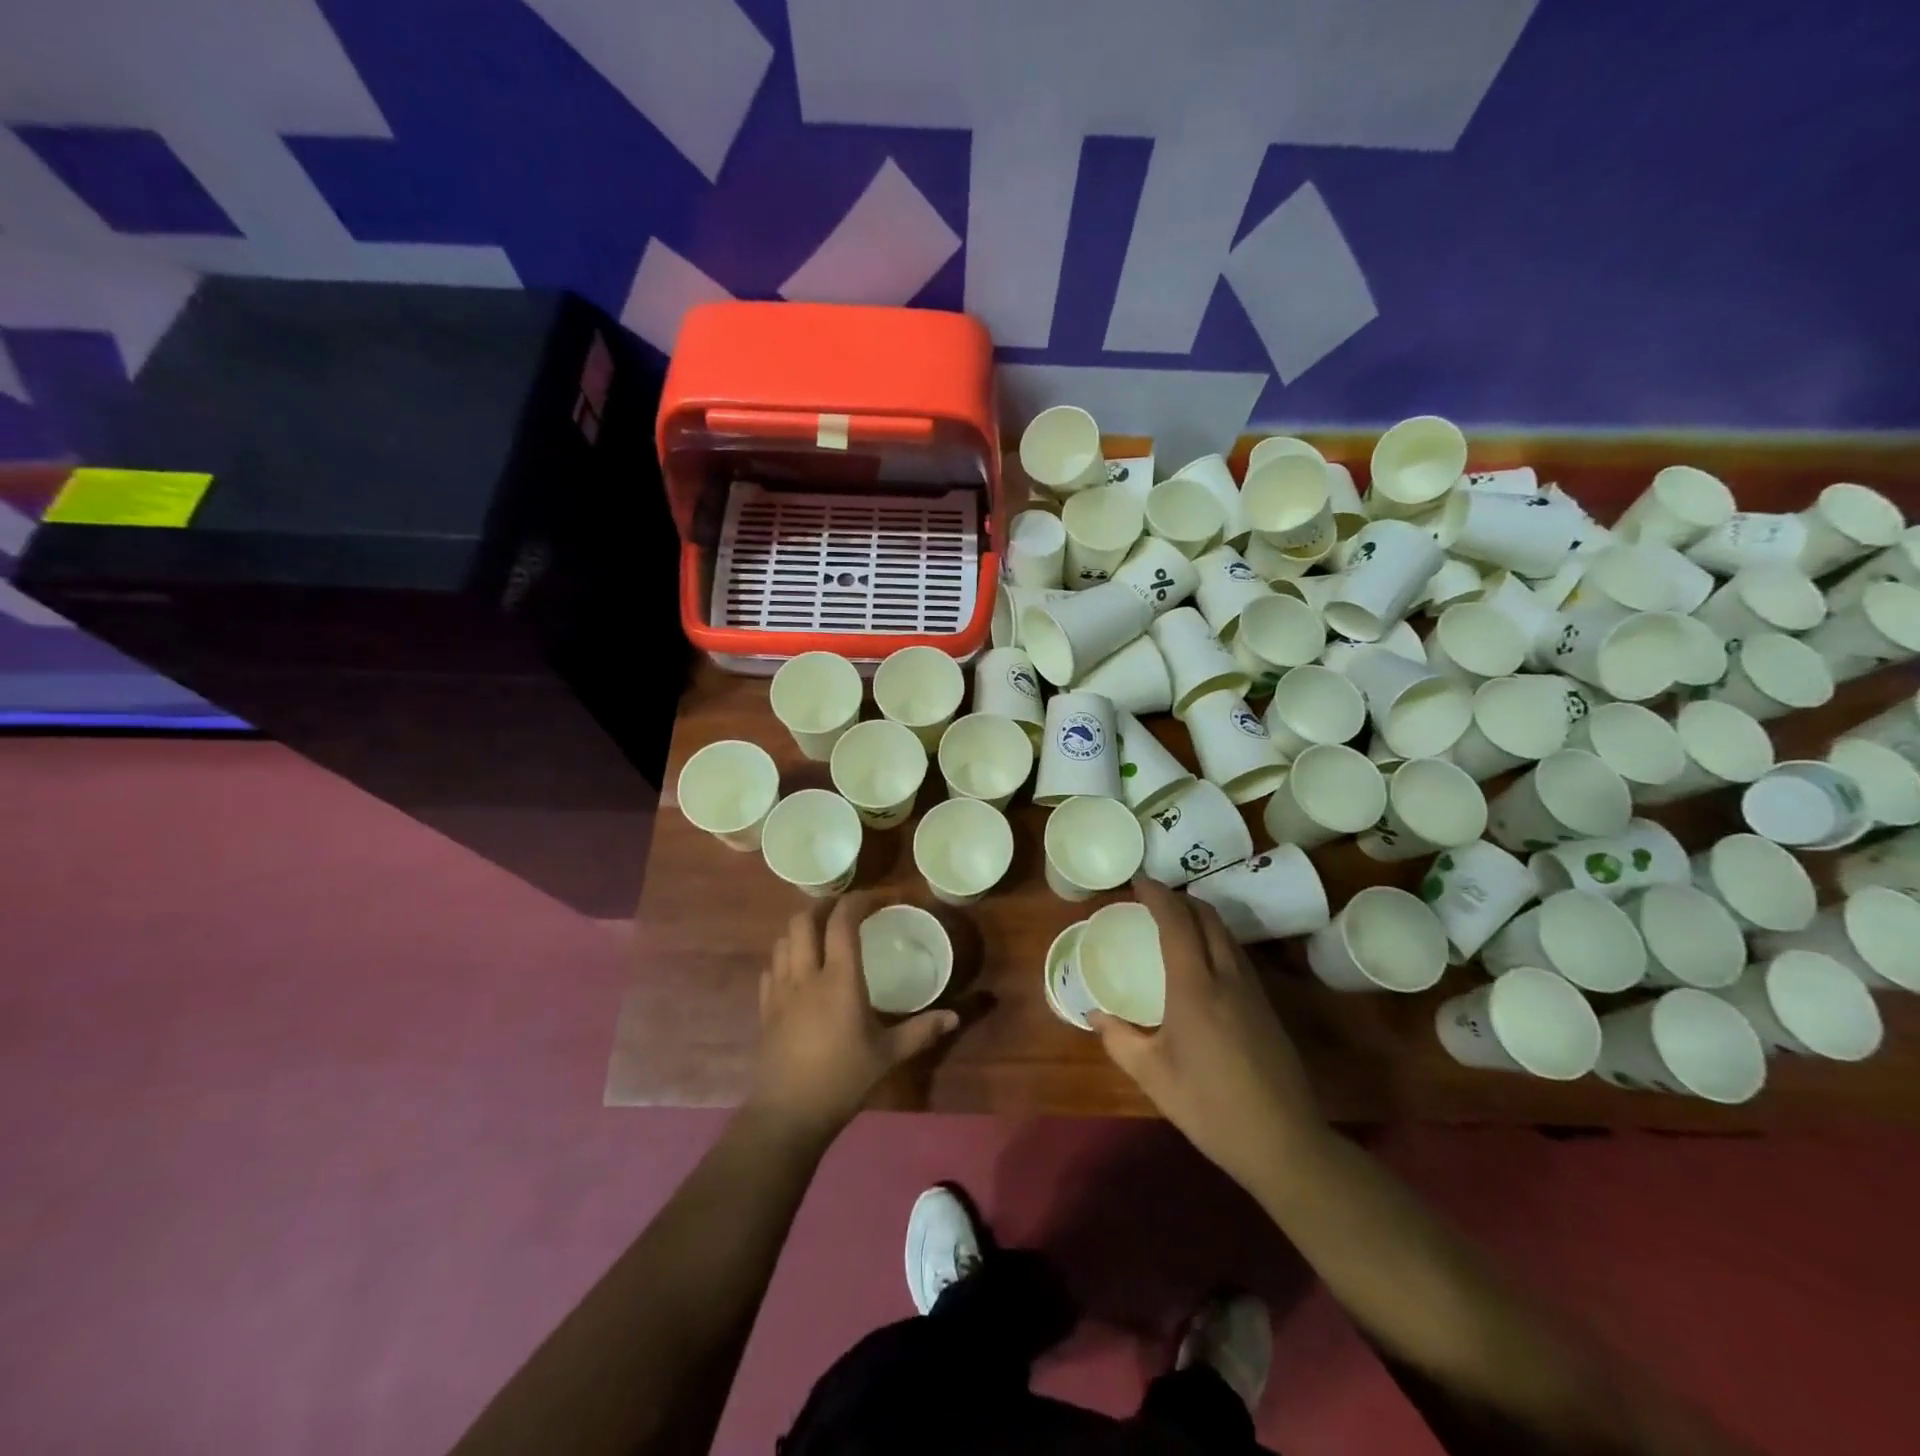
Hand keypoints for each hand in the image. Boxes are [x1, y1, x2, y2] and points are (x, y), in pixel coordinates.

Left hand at [748, 891, 959, 1141]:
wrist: (788, 1115)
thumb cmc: (843, 1080)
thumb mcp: (888, 1056)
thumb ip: (921, 1031)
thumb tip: (955, 1017)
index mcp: (839, 979)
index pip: (842, 923)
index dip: (857, 902)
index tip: (874, 900)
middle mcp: (806, 976)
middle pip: (802, 921)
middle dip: (822, 908)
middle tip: (843, 912)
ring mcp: (780, 991)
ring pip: (782, 941)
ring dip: (801, 931)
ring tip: (820, 937)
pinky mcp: (764, 1009)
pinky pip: (771, 969)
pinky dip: (784, 958)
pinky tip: (797, 972)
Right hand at [1091, 878, 1325, 1191]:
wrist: (1283, 1142)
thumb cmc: (1208, 1106)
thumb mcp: (1151, 1075)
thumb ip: (1118, 1039)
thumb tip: (1093, 1014)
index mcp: (1195, 987)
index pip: (1177, 922)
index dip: (1158, 895)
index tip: (1138, 881)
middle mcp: (1227, 977)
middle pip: (1207, 917)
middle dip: (1180, 898)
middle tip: (1153, 898)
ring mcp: (1253, 991)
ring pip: (1226, 934)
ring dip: (1200, 916)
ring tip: (1175, 921)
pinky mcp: (1267, 1007)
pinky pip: (1236, 954)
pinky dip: (1215, 938)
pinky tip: (1203, 960)